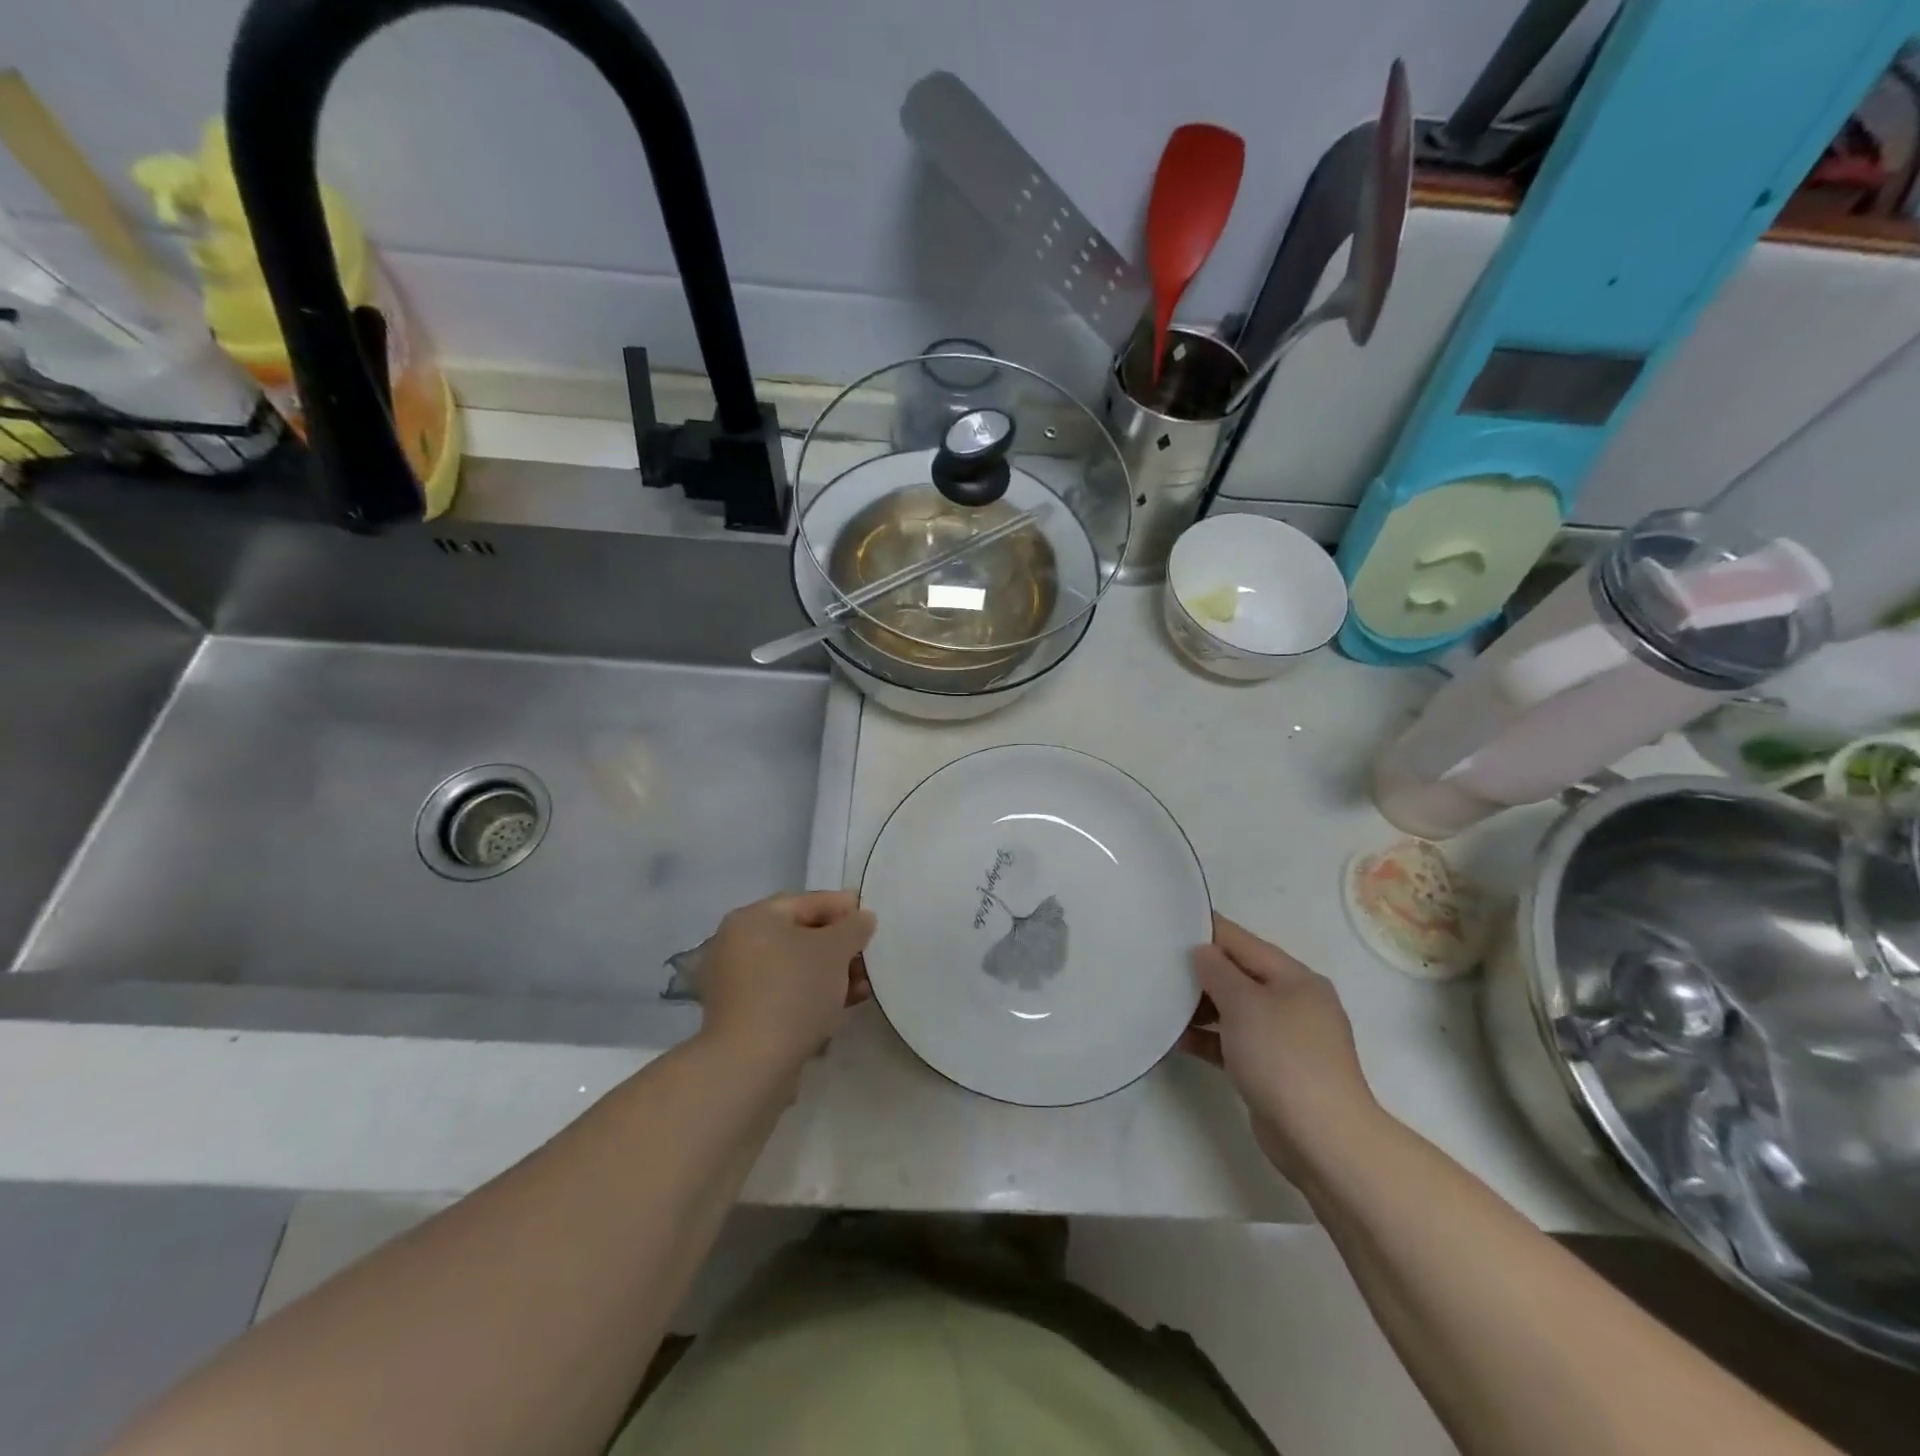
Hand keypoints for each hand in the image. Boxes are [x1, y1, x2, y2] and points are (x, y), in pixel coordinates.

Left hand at [696, 890, 875, 1074]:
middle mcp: (737, 944)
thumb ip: (854, 927)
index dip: (842, 908)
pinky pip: (784, 994)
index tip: (871, 920)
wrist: (752, 1064)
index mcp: (752, 918)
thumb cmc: (794, 991)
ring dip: (830, 975)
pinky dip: (811, 996)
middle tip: (869, 957)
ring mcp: (735, 983)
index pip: (806, 902)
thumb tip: (861, 918)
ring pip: (794, 968)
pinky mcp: (741, 1017)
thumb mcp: (835, 950)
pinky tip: (839, 1009)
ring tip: (862, 988)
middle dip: (839, 947)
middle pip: (799, 936)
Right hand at [1181, 914, 1381, 1184]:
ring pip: (1235, 1010)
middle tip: (1157, 965)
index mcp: (1295, 977)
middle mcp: (1293, 1002)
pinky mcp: (1274, 1070)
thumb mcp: (1244, 1004)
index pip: (1242, 941)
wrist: (1322, 1139)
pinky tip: (1176, 1040)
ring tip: (1161, 1003)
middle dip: (1201, 971)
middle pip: (1239, 975)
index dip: (1206, 931)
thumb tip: (1201, 951)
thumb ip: (1218, 971)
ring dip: (1201, 1007)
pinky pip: (1234, 1043)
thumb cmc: (1283, 1057)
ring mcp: (1285, 1039)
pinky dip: (1209, 1039)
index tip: (1168, 924)